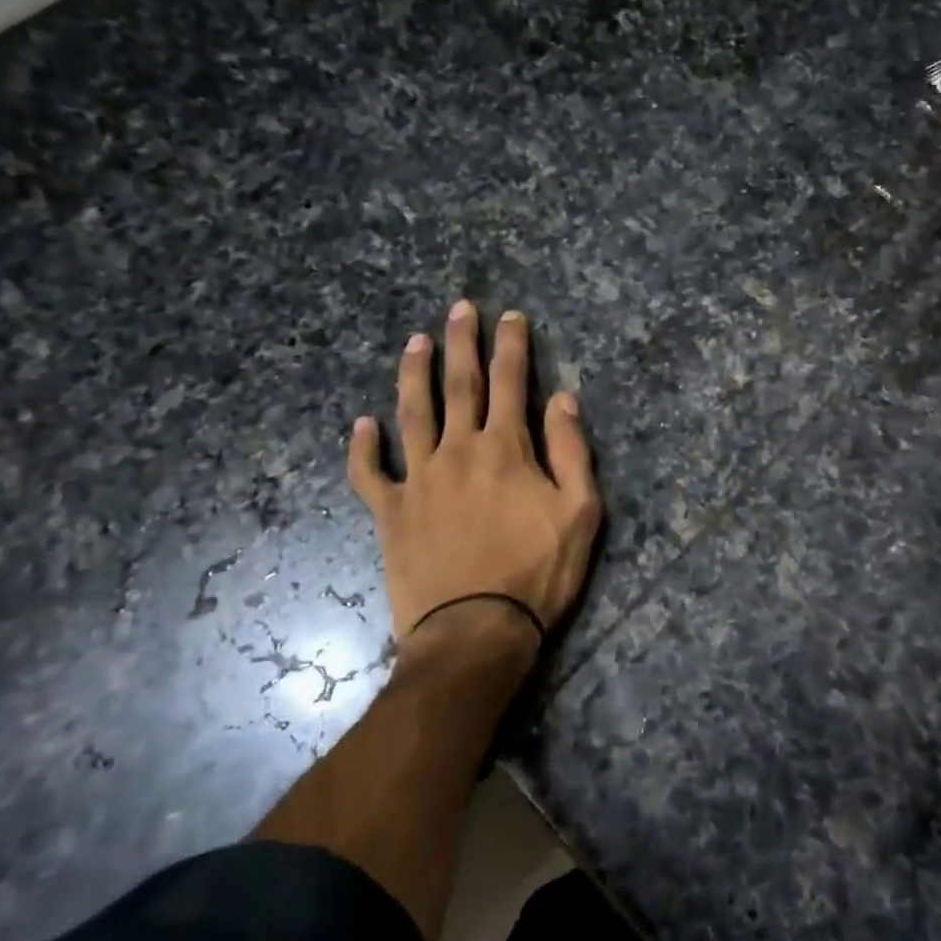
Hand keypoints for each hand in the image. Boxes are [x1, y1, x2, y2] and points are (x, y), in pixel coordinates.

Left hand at [346, 300, 601, 659]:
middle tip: (459, 307)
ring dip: (414, 374)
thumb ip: (572, 451)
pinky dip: (363, 447)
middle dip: (462, 342)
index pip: (511, 382)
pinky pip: (369, 473)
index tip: (510, 316)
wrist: (474, 632)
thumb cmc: (537, 573)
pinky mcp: (390, 512)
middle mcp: (458, 450)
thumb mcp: (580, 512)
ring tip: (415, 341)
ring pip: (412, 414)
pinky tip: (361, 424)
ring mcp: (418, 479)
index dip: (511, 345)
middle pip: (459, 384)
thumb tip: (564, 399)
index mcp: (506, 448)